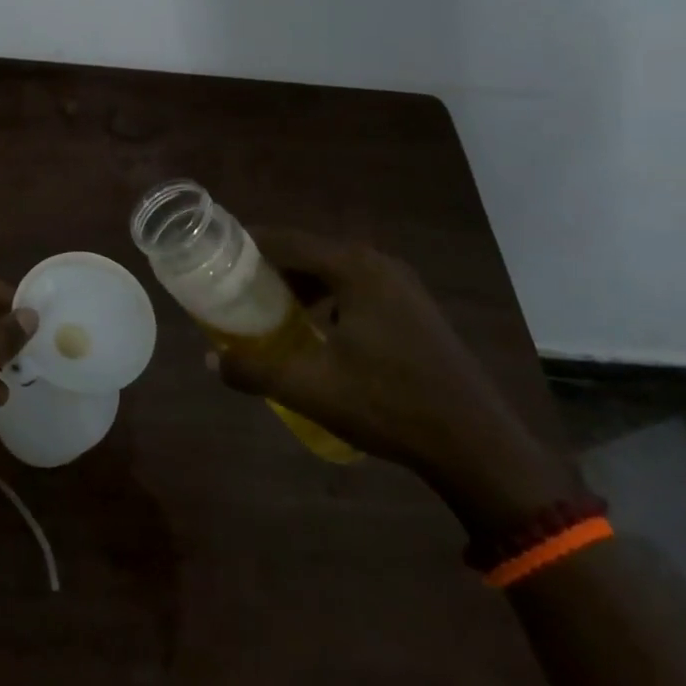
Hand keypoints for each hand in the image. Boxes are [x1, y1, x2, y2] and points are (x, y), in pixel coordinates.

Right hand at [209, 231, 578, 526]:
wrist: (477, 445)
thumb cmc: (389, 405)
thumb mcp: (311, 388)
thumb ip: (254, 370)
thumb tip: (208, 361)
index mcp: (352, 267)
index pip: (282, 239)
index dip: (243, 246)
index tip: (212, 261)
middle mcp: (376, 262)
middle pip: (306, 250)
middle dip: (267, 267)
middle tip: (233, 289)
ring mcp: (400, 283)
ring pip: (331, 269)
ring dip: (297, 283)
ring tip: (267, 309)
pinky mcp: (413, 306)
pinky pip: (354, 286)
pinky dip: (326, 296)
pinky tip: (315, 330)